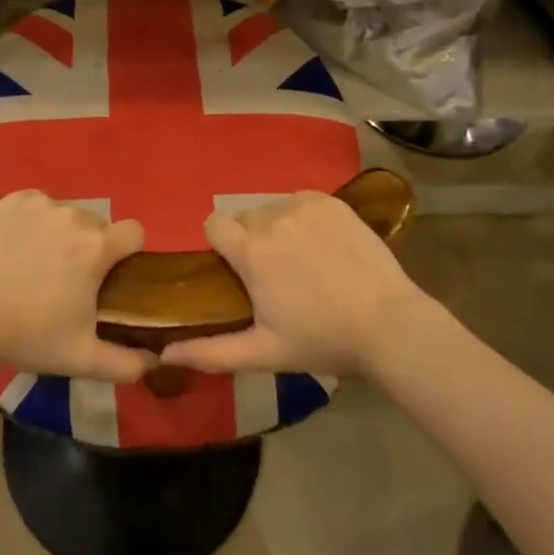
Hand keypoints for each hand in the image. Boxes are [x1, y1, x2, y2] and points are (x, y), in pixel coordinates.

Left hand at [0, 190, 155, 382]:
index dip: (128, 253)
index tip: (111, 276)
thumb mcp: (81, 359)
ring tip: (35, 266)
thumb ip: (126, 364)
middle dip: (90, 248)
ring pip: (66, 214)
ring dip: (61, 234)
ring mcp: (39, 205)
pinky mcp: (10, 202)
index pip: (134, 232)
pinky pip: (36, 204)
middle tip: (67, 281)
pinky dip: (33, 221)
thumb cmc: (27, 336)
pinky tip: (16, 246)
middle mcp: (73, 216)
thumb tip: (155, 361)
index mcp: (97, 247)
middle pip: (97, 226)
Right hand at [158, 191, 426, 376]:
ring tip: (303, 261)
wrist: (389, 324)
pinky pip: (302, 201)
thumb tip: (164, 352)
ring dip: (278, 228)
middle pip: (245, 218)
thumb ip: (210, 351)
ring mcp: (305, 205)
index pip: (213, 224)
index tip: (237, 271)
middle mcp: (273, 218)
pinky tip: (324, 246)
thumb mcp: (264, 353)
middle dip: (251, 241)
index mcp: (251, 252)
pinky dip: (305, 218)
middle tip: (275, 275)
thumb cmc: (322, 340)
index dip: (220, 245)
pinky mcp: (332, 202)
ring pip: (274, 209)